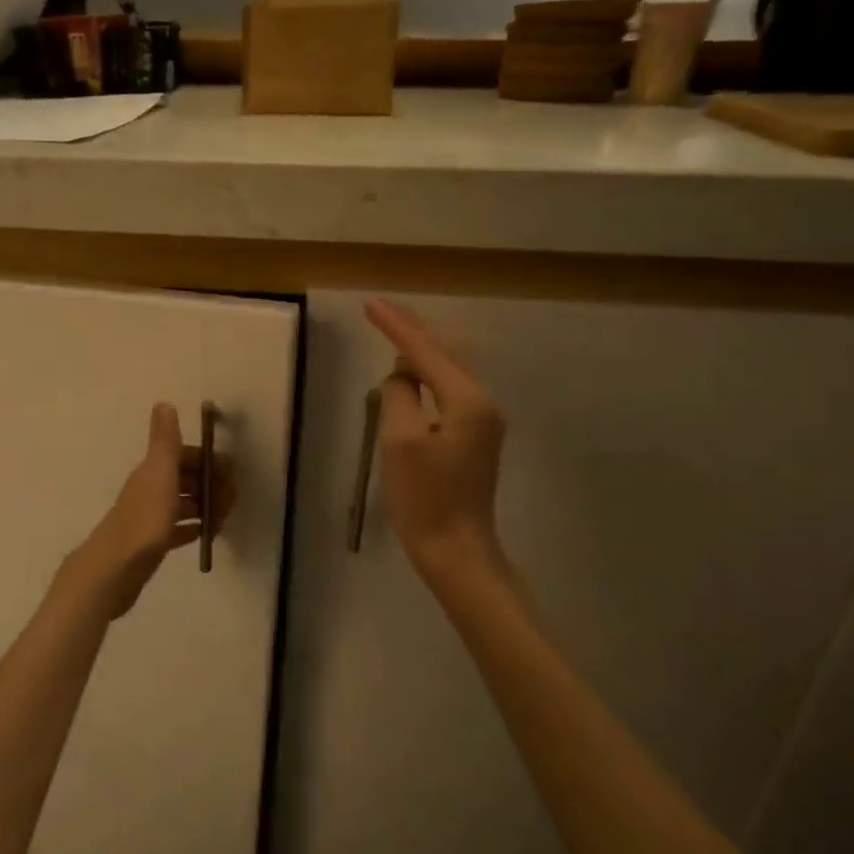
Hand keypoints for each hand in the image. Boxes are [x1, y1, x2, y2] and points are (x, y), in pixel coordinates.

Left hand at [56, 404, 232, 621]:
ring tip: (223, 519)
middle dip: (211, 485)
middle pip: (186, 479)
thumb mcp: (159, 474)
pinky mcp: (152, 543)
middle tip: (230, 502)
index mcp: (153, 472)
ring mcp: (150, 517)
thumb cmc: (143, 520)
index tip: (230, 475)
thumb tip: (163, 402)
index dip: (208, 461)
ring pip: (184, 504)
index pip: (185, 456)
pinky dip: (193, 528)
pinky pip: (178, 530)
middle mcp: (150, 489)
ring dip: (205, 506)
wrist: (115, 569)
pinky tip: (205, 534)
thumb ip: (164, 441)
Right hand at [365, 298, 509, 588]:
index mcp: (467, 400)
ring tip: (393, 329)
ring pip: (448, 372)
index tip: (370, 303)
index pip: (425, 351)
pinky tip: (411, 373)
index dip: (396, 326)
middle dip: (412, 329)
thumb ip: (399, 396)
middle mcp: (482, 403)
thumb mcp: (400, 442)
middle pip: (444, 353)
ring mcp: (482, 422)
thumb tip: (400, 377)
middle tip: (381, 307)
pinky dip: (427, 375)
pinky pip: (448, 392)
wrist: (457, 550)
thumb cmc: (425, 498)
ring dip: (420, 350)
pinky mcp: (474, 438)